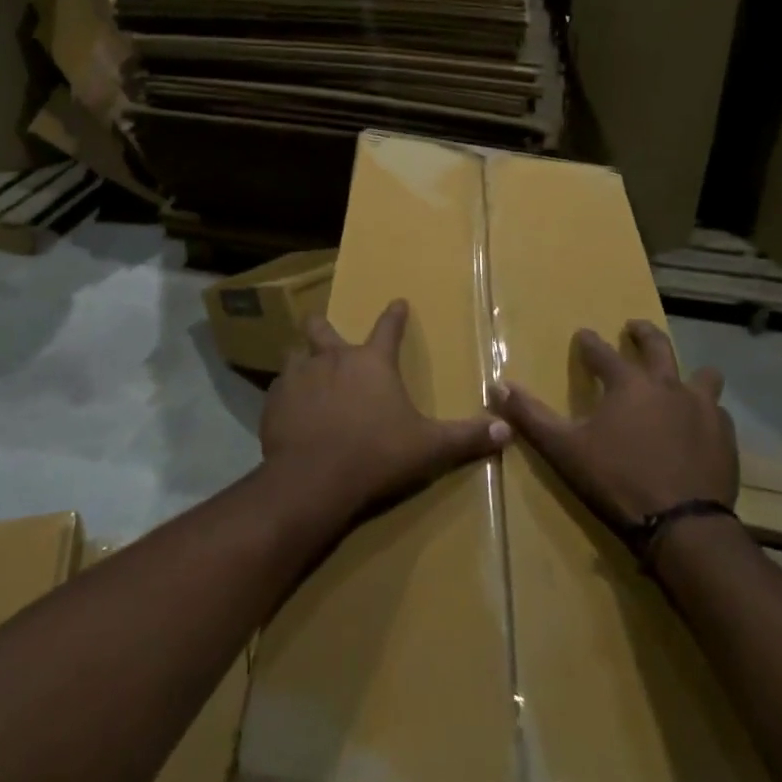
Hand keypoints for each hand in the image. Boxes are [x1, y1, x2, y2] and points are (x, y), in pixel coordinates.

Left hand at [261, 300, 509, 519]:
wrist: (313, 479)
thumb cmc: (377, 455)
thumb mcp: (429, 448)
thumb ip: (466, 437)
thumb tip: (507, 430)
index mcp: (372, 363)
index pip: (388, 328)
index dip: (395, 315)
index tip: (397, 301)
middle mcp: (333, 359)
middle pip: (322, 327)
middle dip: (323, 325)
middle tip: (323, 328)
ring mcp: (299, 376)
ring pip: (294, 355)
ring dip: (300, 360)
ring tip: (303, 372)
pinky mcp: (274, 401)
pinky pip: (279, 389)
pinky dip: (285, 394)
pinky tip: (288, 410)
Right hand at [495, 320, 737, 528]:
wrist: (684, 526)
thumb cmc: (618, 480)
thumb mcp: (565, 449)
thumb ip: (531, 416)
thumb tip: (498, 386)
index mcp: (627, 383)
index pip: (601, 352)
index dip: (589, 342)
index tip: (583, 335)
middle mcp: (667, 384)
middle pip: (657, 345)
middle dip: (642, 333)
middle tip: (633, 328)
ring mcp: (701, 409)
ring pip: (702, 375)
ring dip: (689, 372)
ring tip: (681, 377)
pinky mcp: (724, 437)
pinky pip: (718, 412)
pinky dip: (707, 412)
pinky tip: (701, 425)